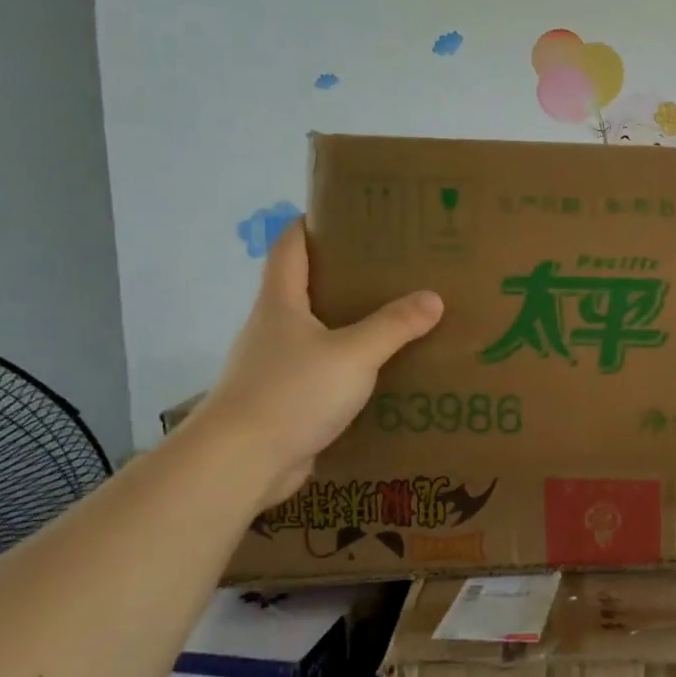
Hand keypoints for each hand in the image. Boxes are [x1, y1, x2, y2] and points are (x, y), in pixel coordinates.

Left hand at [193, 219, 442, 508]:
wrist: (242, 463)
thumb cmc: (291, 393)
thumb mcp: (353, 354)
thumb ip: (394, 326)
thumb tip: (433, 298)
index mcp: (281, 304)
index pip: (289, 248)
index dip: (310, 225)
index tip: (343, 213)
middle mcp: (273, 329)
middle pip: (305, 288)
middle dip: (345, 276)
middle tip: (392, 268)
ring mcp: (276, 367)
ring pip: (318, 334)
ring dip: (350, 325)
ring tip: (397, 319)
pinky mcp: (286, 401)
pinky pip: (324, 373)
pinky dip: (350, 367)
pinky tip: (382, 373)